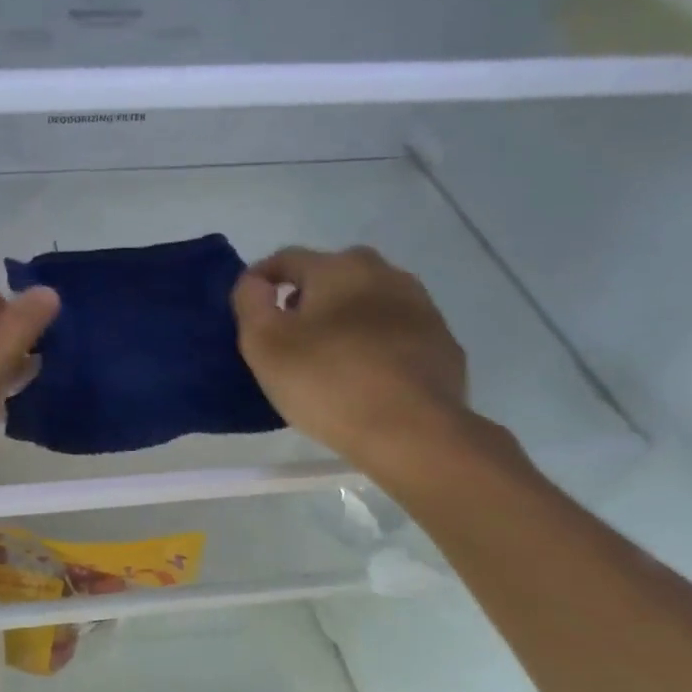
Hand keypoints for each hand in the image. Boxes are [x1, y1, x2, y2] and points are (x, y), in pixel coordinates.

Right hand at [232, 246, 483, 490]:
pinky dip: (376, 344)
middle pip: (332, 276)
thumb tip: (255, 283)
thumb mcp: (265, 344)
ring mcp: (421, 307)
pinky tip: (367, 376)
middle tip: (289, 337)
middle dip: (307, 298)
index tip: (248, 310)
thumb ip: (250, 302)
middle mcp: (384, 273)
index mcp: (338, 267)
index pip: (287, 259)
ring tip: (328, 358)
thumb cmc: (328, 383)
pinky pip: (396, 333)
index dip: (260, 280)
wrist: (412, 432)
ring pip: (368, 302)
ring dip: (345, 319)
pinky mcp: (442, 343)